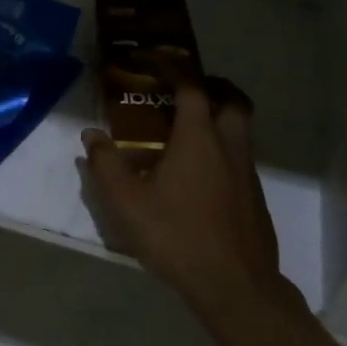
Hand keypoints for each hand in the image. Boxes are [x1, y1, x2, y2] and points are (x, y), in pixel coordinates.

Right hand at [81, 77, 287, 318]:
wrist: (235, 287)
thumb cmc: (176, 235)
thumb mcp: (126, 202)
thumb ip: (105, 165)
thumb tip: (92, 135)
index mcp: (199, 137)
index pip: (190, 86)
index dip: (173, 67)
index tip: (153, 58)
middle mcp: (229, 146)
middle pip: (232, 100)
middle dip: (212, 87)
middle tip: (184, 92)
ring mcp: (247, 173)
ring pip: (240, 130)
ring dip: (219, 119)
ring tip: (185, 134)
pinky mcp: (255, 200)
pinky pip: (240, 159)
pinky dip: (222, 151)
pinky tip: (197, 178)